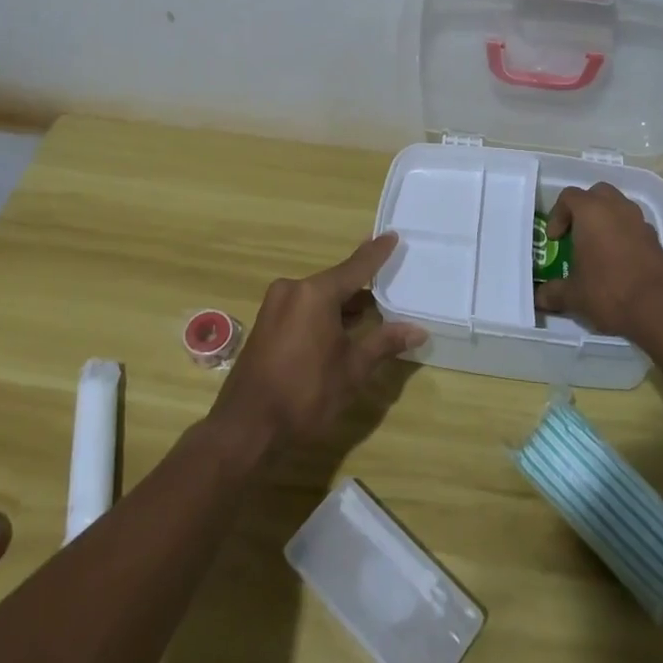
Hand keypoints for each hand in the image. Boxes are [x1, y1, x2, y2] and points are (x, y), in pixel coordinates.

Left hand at [208, 234, 425, 454]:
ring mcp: (275, 305)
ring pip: (319, 296)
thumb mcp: (352, 370)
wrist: (245, 428)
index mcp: (315, 293)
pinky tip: (341, 327)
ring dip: (343, 304)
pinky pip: (303, 307)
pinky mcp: (266, 323)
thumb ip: (384, 343)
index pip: (355, 267)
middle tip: (389, 280)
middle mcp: (293, 289)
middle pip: (336, 281)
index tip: (392, 235)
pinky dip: (324, 313)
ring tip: (372, 309)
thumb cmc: (304, 394)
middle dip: (362, 286)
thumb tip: (418, 330)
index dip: (377, 253)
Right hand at [535, 183, 662, 339]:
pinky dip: (624, 236)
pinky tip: (619, 263)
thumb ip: (553, 293)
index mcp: (591, 212)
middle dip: (585, 209)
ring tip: (598, 248)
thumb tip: (539, 298)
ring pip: (620, 208)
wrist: (661, 309)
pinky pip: (635, 228)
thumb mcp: (574, 296)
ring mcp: (641, 222)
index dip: (557, 215)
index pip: (569, 197)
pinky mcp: (657, 240)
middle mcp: (617, 208)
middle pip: (597, 194)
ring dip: (607, 220)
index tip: (555, 239)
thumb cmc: (609, 292)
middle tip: (576, 233)